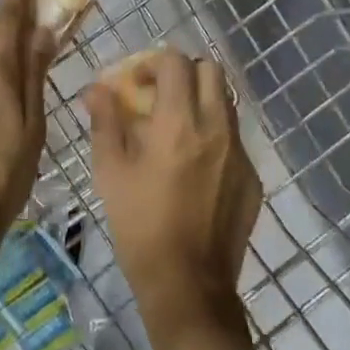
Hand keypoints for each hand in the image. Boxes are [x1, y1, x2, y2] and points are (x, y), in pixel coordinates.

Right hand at [87, 52, 260, 343]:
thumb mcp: (110, 173)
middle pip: (211, 71)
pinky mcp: (252, 178)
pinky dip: (214, 137)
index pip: (175, 62)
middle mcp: (216, 128)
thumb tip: (97, 88)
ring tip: (177, 131)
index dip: (152, 63)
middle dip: (184, 74)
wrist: (188, 286)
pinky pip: (234, 139)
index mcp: (179, 122)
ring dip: (201, 102)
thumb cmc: (140, 226)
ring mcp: (239, 152)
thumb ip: (105, 122)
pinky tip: (195, 168)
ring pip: (226, 103)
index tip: (136, 84)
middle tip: (161, 97)